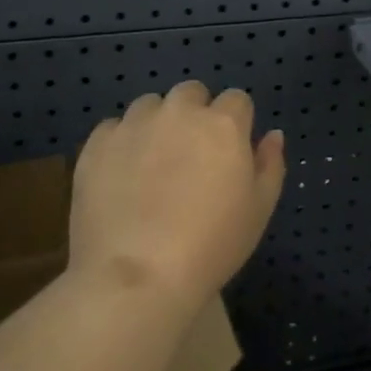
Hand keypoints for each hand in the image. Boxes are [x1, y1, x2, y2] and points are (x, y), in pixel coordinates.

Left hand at [70, 80, 285, 313]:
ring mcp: (134, 124)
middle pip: (191, 94)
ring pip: (150, 106)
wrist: (137, 277)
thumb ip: (270, 164)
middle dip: (194, 115)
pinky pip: (113, 129)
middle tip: (190, 157)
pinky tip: (120, 179)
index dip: (235, 123)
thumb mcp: (259, 211)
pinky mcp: (97, 143)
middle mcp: (178, 112)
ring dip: (156, 124)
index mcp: (223, 124)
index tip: (229, 153)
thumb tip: (272, 134)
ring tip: (151, 166)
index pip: (236, 100)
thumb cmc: (211, 246)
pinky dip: (120, 144)